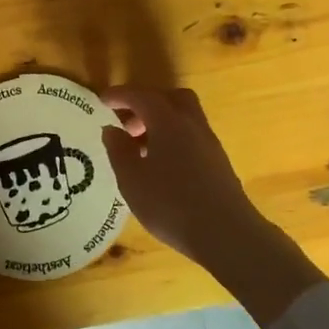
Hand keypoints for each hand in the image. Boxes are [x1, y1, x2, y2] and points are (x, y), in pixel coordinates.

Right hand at [101, 85, 324, 328]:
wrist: (226, 233)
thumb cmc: (171, 204)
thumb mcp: (132, 180)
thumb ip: (118, 150)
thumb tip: (112, 129)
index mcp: (168, 121)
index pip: (141, 96)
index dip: (120, 95)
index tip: (102, 100)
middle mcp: (192, 124)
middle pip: (170, 98)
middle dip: (146, 103)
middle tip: (126, 123)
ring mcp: (209, 143)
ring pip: (184, 117)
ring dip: (160, 122)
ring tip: (139, 148)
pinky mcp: (218, 162)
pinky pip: (191, 136)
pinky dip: (173, 138)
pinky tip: (161, 166)